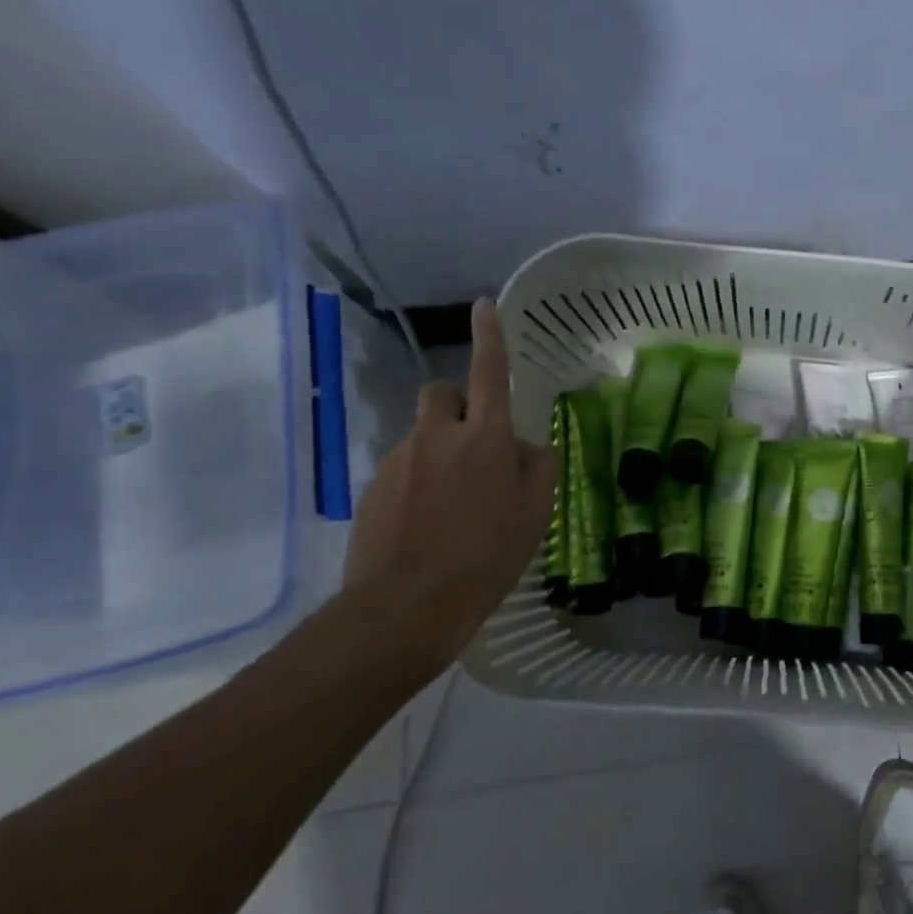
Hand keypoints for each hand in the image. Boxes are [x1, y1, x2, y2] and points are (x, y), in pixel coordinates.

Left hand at [341, 298, 556, 675]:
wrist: (406, 608)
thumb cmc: (487, 554)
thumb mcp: (536, 512)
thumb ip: (539, 466)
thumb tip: (527, 446)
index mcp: (486, 437)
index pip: (489, 372)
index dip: (490, 336)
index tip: (484, 305)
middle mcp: (439, 437)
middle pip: (441, 394)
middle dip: (457, 405)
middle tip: (474, 443)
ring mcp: (400, 461)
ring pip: (423, 435)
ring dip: (440, 451)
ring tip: (455, 503)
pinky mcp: (373, 489)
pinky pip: (404, 468)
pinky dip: (419, 482)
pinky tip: (428, 524)